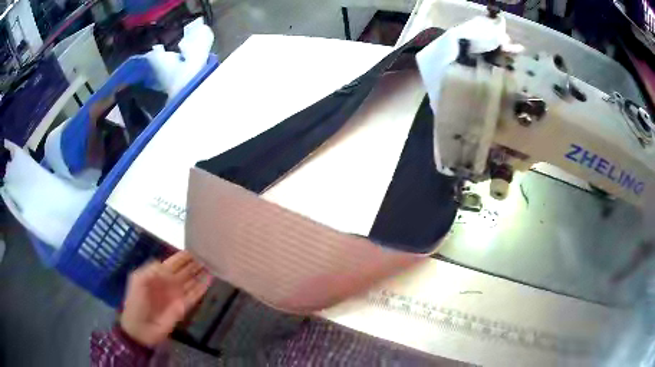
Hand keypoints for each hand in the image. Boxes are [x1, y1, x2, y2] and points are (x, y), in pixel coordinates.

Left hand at [120, 251, 211, 346]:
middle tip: (209, 255)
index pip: (174, 262)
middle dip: (195, 264)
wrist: (140, 327)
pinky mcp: (183, 307)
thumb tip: (168, 265)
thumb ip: (152, 269)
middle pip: (185, 271)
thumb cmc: (136, 301)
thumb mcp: (138, 280)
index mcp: (157, 274)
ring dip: (201, 274)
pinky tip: (210, 280)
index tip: (195, 248)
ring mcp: (177, 295)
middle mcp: (169, 283)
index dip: (183, 256)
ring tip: (213, 265)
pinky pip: (194, 296)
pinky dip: (202, 288)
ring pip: (192, 282)